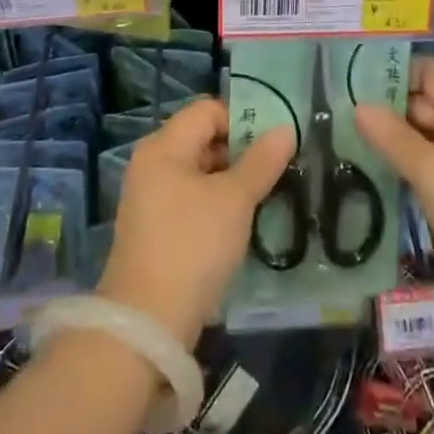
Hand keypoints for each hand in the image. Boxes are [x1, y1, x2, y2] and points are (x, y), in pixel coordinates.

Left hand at [98, 98, 296, 346]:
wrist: (148, 324)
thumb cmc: (193, 245)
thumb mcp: (235, 200)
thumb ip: (261, 161)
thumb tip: (286, 129)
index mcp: (164, 145)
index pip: (207, 110)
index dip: (242, 118)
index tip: (274, 140)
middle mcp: (151, 163)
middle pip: (202, 138)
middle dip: (239, 150)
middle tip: (275, 168)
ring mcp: (149, 197)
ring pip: (198, 171)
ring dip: (230, 179)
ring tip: (264, 194)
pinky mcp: (153, 228)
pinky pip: (189, 198)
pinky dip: (214, 202)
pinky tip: (239, 222)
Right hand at [354, 55, 433, 323]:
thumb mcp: (431, 172)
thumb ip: (392, 137)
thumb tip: (358, 105)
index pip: (425, 70)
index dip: (391, 72)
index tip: (352, 83)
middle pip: (422, 100)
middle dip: (385, 108)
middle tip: (338, 116)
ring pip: (424, 133)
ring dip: (393, 138)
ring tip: (348, 141)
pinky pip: (431, 161)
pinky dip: (408, 163)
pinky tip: (377, 171)